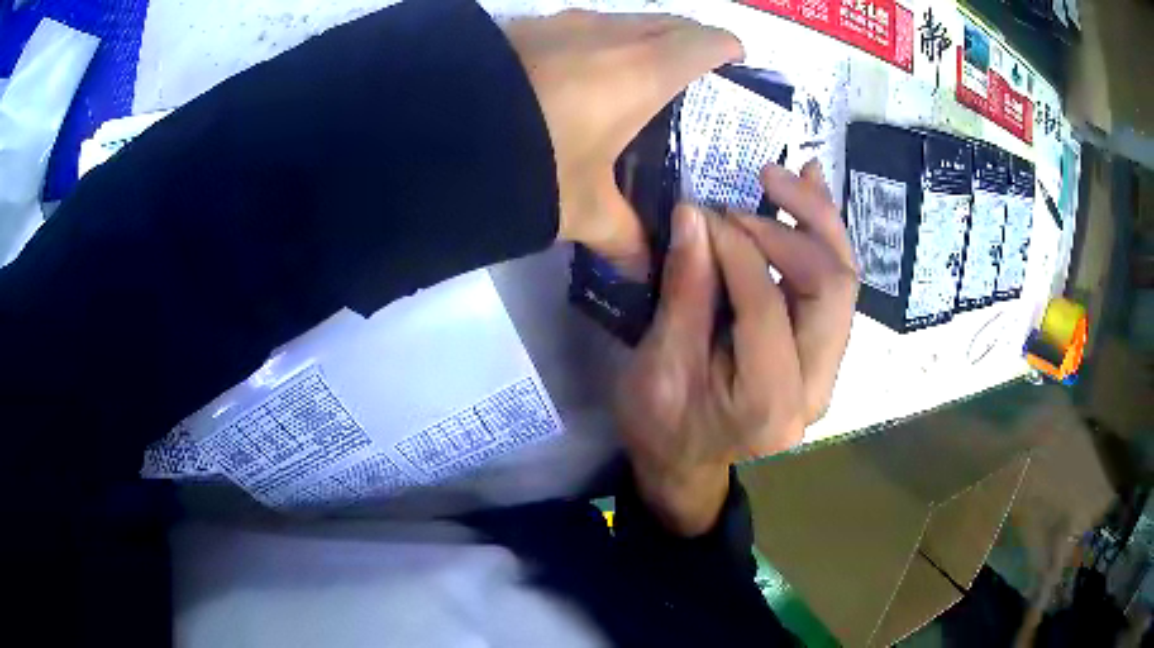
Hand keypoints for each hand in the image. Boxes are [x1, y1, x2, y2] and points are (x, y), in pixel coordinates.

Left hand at [504, 11, 742, 274]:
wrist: (439, 129)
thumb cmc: (530, 162)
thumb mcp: (580, 207)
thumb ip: (621, 236)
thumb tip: (645, 268)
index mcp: (644, 70)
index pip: (707, 42)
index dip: (728, 49)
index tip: (736, 64)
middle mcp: (612, 33)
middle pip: (671, 22)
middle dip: (692, 39)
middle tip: (697, 74)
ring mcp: (567, 22)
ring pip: (627, 19)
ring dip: (645, 36)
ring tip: (643, 73)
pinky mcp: (528, 25)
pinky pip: (584, 24)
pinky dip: (600, 40)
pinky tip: (582, 72)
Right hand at [615, 160, 857, 535]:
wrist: (686, 466)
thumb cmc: (661, 427)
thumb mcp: (658, 366)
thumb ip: (685, 292)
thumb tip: (695, 214)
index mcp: (768, 405)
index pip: (767, 306)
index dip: (737, 248)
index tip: (703, 213)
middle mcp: (816, 388)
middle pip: (833, 289)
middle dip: (798, 225)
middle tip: (761, 179)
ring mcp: (828, 371)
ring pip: (845, 282)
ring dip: (822, 222)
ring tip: (795, 173)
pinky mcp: (824, 353)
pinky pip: (835, 289)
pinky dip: (825, 238)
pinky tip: (812, 195)